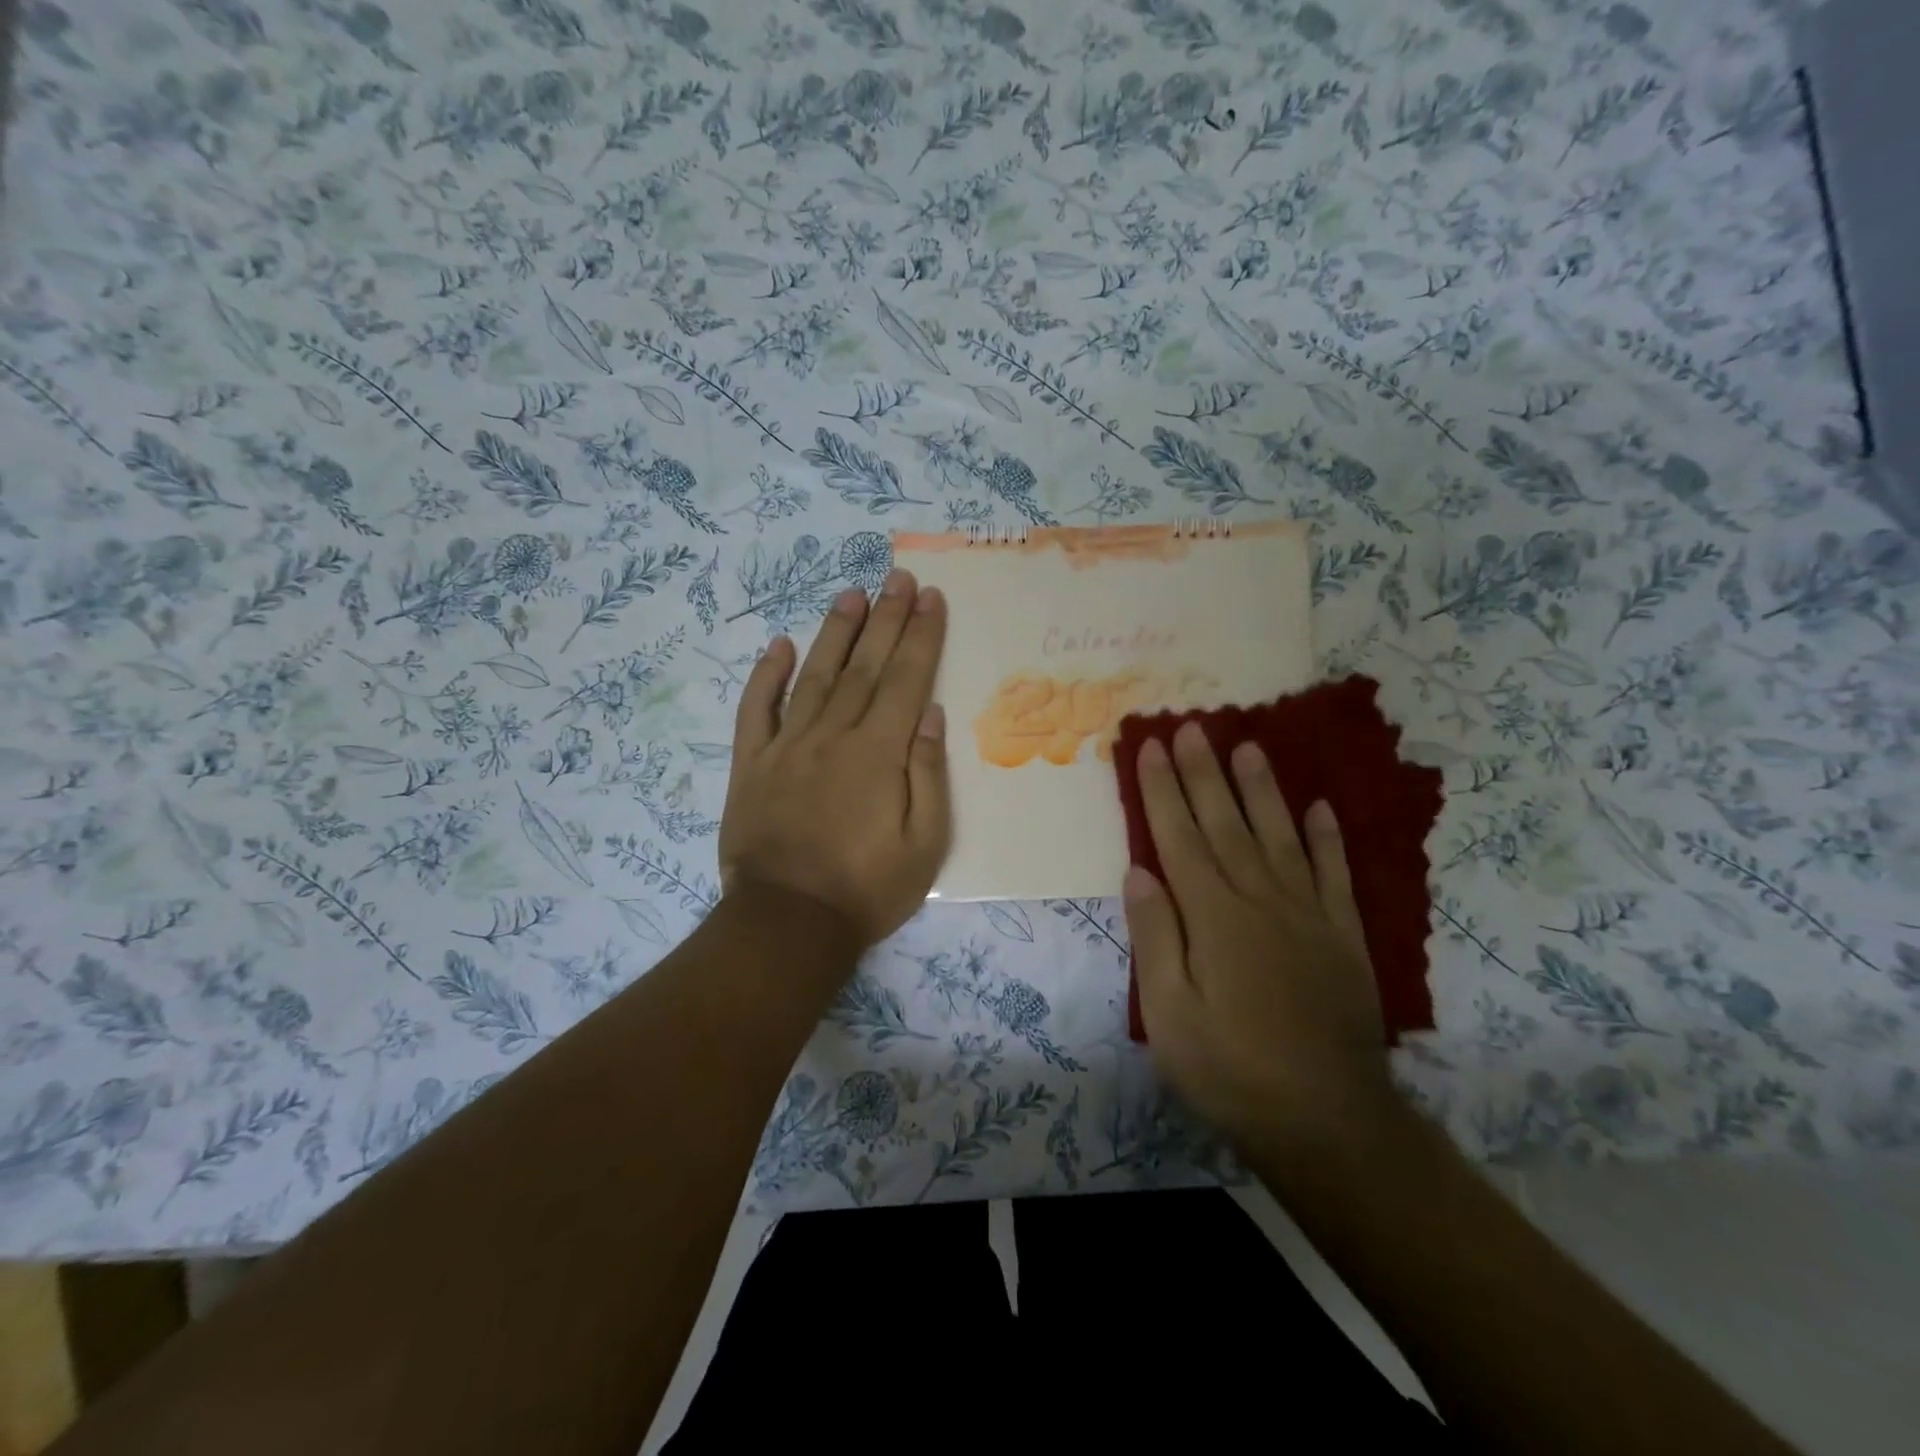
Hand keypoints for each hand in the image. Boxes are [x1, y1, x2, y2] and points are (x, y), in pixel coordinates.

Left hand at [720, 568, 950, 949]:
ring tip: (850, 593)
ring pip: (814, 675)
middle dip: (885, 618)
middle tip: (897, 577)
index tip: (930, 597)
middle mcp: (833, 736)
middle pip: (864, 666)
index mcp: (879, 753)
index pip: (905, 679)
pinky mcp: (751, 765)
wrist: (787, 923)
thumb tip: (930, 713)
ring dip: (834, 631)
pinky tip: (779, 646)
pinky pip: (757, 710)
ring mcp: (786, 746)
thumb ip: (928, 774)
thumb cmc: (867, 889)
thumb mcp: (925, 844)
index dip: (920, 635)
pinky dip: (766, 676)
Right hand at [1123, 723, 1393, 1153]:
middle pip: (1226, 824)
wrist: (1328, 1123)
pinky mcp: (1344, 937)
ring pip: (1280, 836)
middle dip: (1204, 773)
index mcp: (1213, 918)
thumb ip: (1156, 938)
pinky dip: (1327, 838)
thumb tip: (1139, 872)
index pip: (1180, 838)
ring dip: (1261, 789)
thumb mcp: (1170, 1015)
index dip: (1162, 791)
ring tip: (1247, 746)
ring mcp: (1308, 915)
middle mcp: (1261, 901)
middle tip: (1192, 727)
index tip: (1150, 748)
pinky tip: (1319, 807)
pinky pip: (1334, 875)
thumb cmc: (1231, 1071)